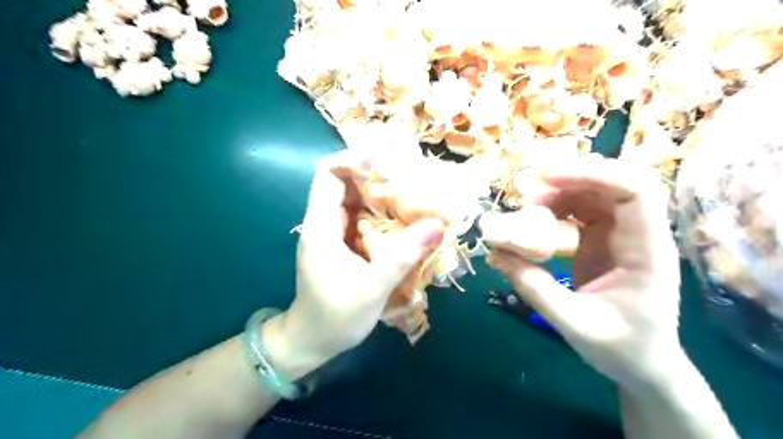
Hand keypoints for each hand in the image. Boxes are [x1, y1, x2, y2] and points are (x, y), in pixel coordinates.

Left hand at [266, 149, 443, 378]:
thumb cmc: (335, 317)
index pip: (328, 175)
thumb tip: (437, 225)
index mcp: (321, 226)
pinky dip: (386, 214)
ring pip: (359, 201)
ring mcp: (337, 233)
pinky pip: (366, 219)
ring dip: (385, 195)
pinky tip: (407, 220)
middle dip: (378, 176)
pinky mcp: (347, 244)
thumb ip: (403, 256)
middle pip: (348, 183)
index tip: (388, 162)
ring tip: (416, 194)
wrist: (314, 341)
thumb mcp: (371, 288)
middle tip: (412, 177)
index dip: (354, 160)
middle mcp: (327, 223)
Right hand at [488, 157, 682, 387]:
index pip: (634, 192)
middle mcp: (638, 233)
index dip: (593, 174)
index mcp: (648, 251)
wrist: (642, 364)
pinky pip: (578, 212)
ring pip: (591, 194)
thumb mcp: (574, 324)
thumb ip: (535, 288)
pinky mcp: (601, 240)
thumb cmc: (622, 348)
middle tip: (528, 194)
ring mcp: (619, 235)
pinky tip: (534, 223)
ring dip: (557, 195)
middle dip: (568, 181)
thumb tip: (496, 253)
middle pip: (610, 184)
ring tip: (525, 211)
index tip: (547, 177)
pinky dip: (554, 211)